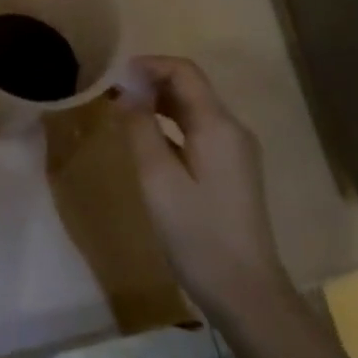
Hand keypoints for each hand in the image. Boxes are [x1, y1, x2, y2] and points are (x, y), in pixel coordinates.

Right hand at [120, 56, 294, 319]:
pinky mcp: (232, 171)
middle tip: (112, 93)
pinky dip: (171, 125)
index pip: (184, 71)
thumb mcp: (158, 180)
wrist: (246, 292)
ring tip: (123, 111)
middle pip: (191, 87)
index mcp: (217, 125)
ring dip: (160, 103)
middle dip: (151, 82)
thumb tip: (127, 91)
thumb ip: (141, 129)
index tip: (114, 75)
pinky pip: (199, 131)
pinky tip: (148, 139)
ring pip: (194, 109)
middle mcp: (232, 129)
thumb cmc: (198, 234)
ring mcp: (235, 151)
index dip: (149, 65)